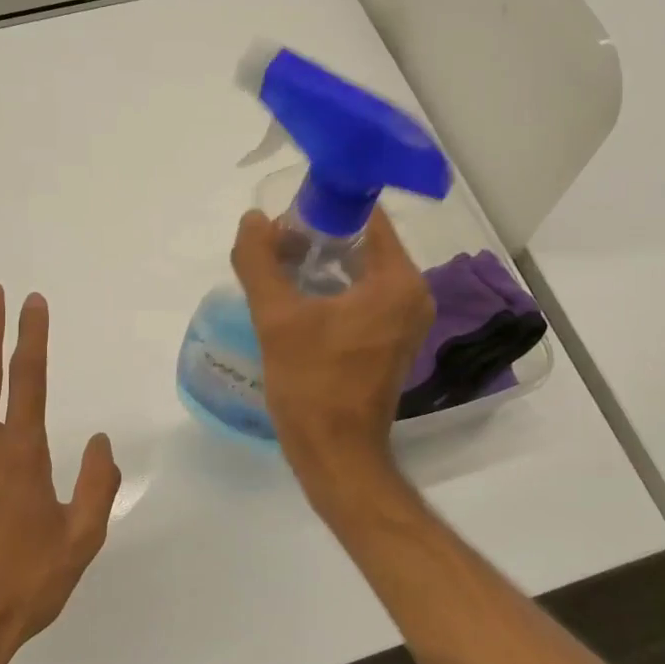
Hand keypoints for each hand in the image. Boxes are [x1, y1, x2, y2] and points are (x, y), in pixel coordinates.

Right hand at [231, 208, 433, 499]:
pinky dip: (332, 290)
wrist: (336, 455)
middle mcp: (412, 295)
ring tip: (277, 268)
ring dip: (321, 264)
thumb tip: (252, 220)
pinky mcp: (392, 342)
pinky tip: (295, 298)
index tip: (285, 216)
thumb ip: (260, 262)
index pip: (366, 218)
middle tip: (273, 243)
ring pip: (360, 271)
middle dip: (317, 237)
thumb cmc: (312, 384)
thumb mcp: (277, 318)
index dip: (323, 208)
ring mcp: (406, 321)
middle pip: (362, 243)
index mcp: (397, 281)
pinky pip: (363, 297)